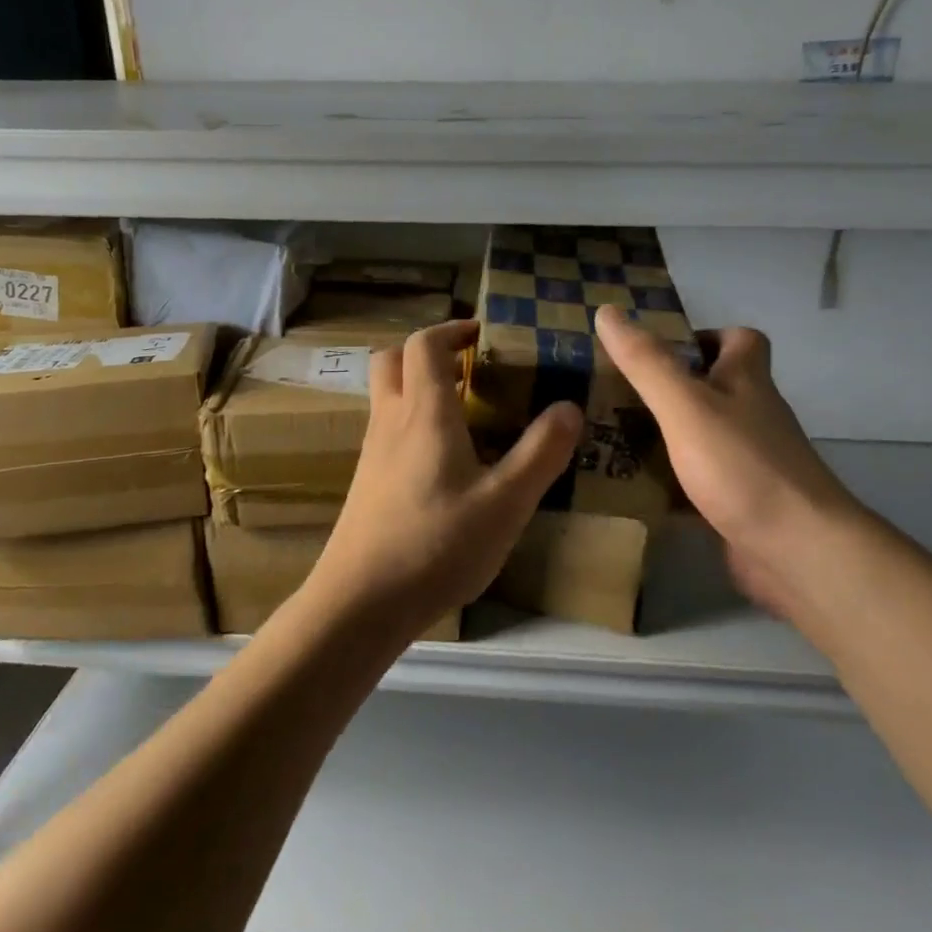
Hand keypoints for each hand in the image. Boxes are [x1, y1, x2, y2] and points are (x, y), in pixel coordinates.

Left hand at [311, 320, 581, 636]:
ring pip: (385, 395)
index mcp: (424, 413)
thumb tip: (569, 407)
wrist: (361, 601)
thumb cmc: (438, 545)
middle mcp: (390, 421)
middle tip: (467, 367)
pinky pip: (385, 429)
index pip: (425, 344)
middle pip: (392, 359)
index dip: (452, 329)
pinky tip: (441, 461)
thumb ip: (541, 452)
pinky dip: (410, 421)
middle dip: (427, 351)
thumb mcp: (506, 503)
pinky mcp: (365, 482)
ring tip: (462, 412)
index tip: (482, 334)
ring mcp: (371, 452)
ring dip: (417, 385)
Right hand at [594, 305, 876, 620]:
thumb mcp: (686, 405)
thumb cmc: (742, 466)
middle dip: (669, 389)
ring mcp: (749, 463)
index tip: (659, 350)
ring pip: (702, 437)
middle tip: (614, 395)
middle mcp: (753, 416)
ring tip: (607, 438)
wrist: (797, 551)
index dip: (704, 336)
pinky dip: (668, 485)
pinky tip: (630, 491)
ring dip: (663, 437)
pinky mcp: (739, 504)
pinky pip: (697, 484)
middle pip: (715, 389)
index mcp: (747, 381)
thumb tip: (608, 311)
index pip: (740, 340)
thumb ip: (647, 362)